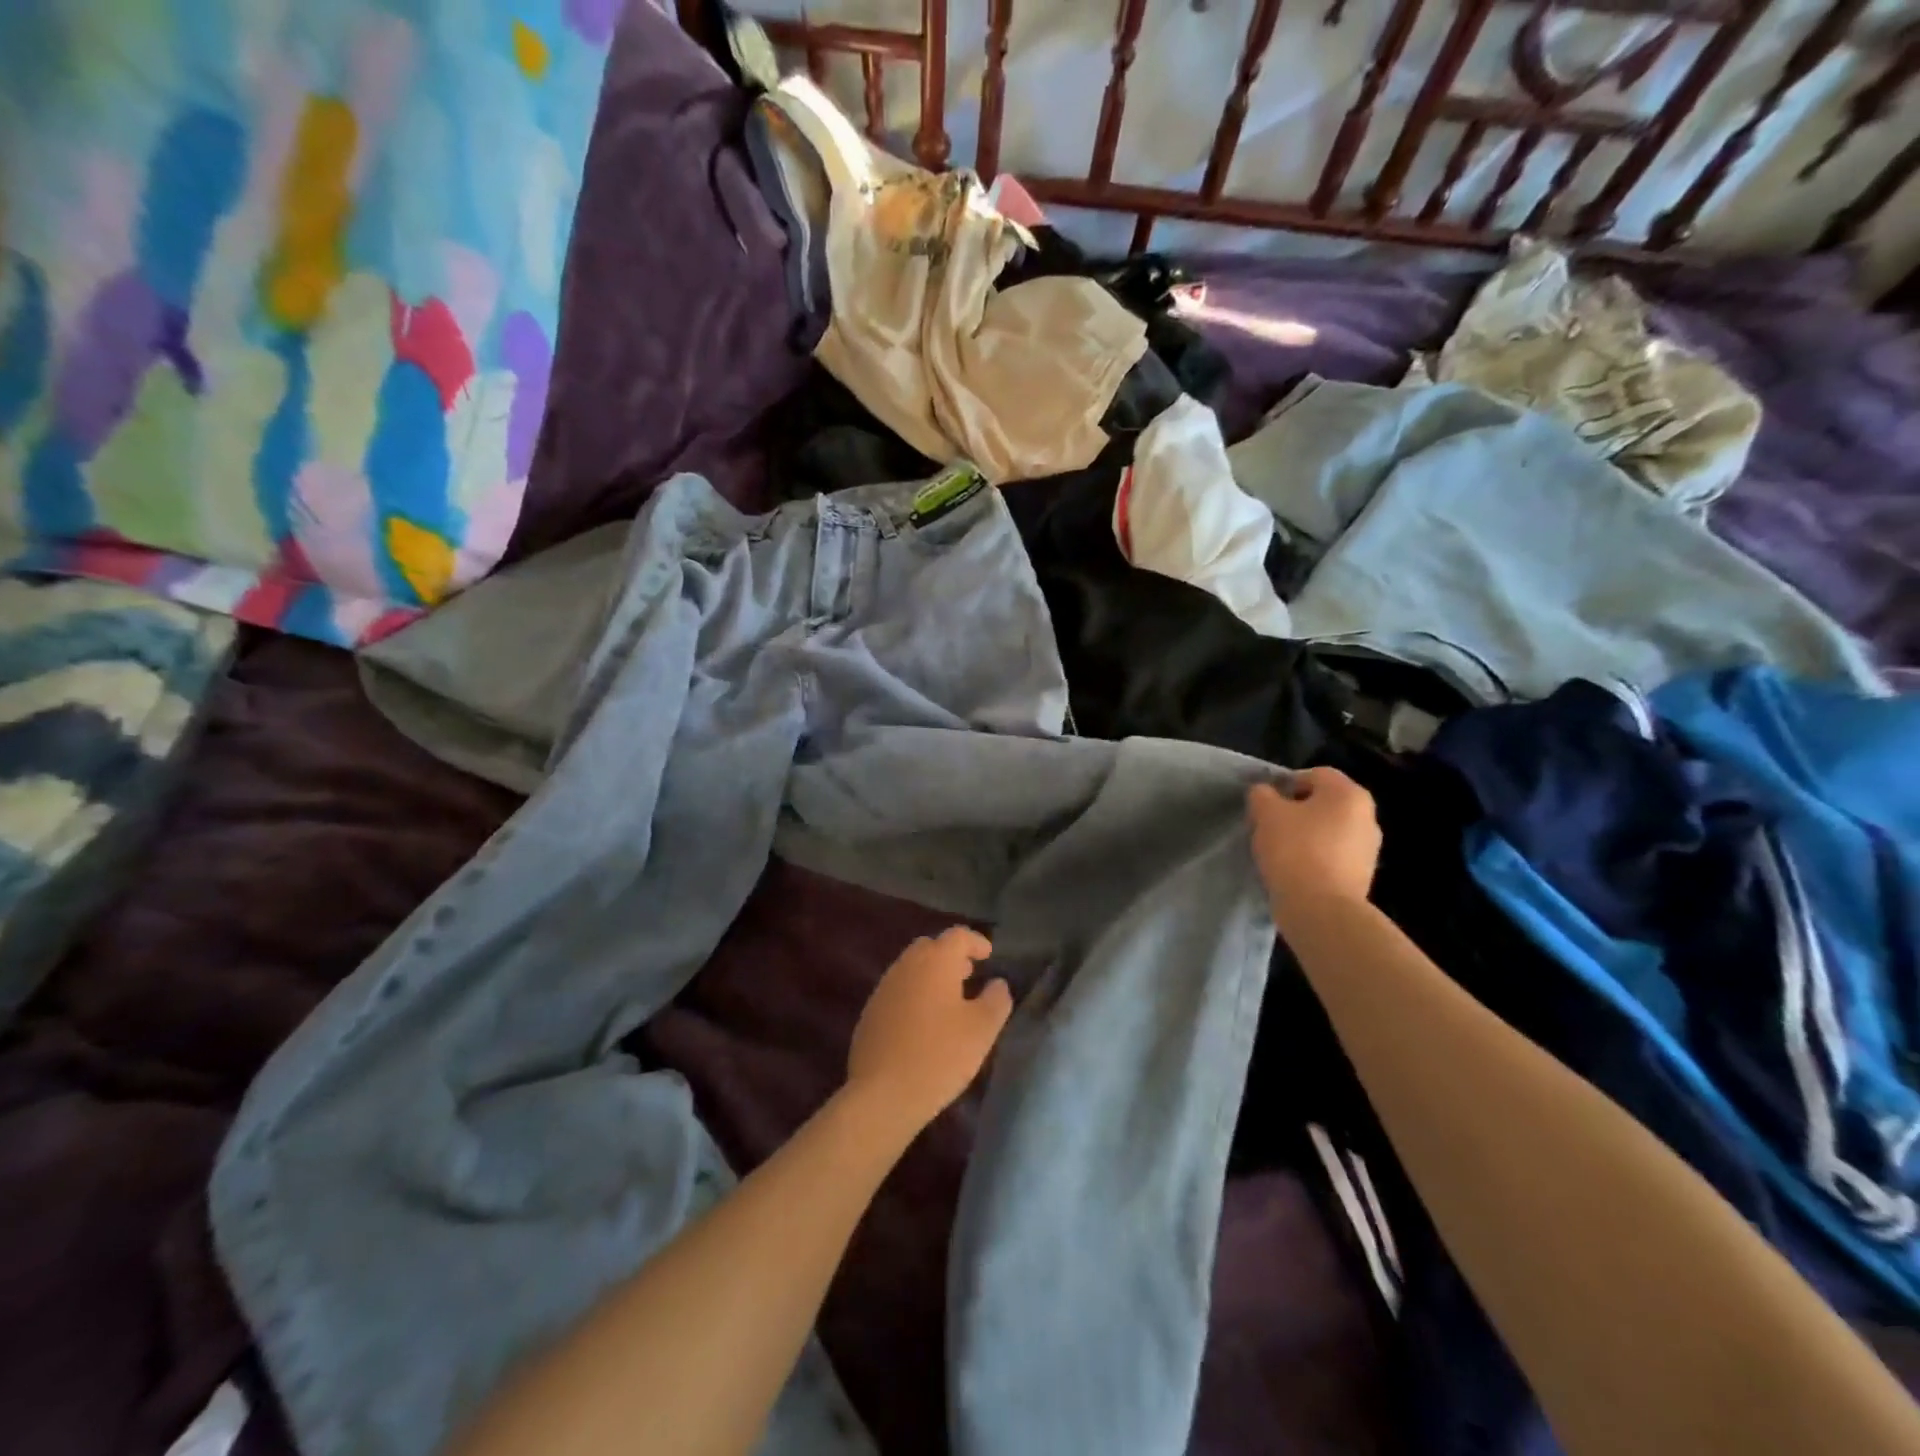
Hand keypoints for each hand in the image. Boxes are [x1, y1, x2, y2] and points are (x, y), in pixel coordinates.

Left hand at [846, 927, 1011, 1132]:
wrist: (882, 1094)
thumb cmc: (939, 1056)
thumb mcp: (982, 1030)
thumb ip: (996, 1000)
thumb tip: (997, 984)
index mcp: (935, 962)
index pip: (957, 936)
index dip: (975, 941)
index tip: (988, 955)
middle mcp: (906, 966)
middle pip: (930, 947)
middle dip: (950, 956)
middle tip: (968, 975)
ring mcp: (883, 989)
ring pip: (911, 969)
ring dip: (931, 976)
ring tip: (949, 1000)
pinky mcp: (869, 1014)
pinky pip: (897, 992)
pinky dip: (914, 996)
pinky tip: (923, 1024)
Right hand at [1247, 768, 1381, 915]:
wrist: (1321, 909)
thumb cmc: (1295, 850)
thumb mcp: (1266, 813)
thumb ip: (1262, 794)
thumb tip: (1265, 793)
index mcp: (1348, 793)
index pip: (1313, 774)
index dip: (1285, 784)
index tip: (1266, 805)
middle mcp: (1367, 815)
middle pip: (1323, 803)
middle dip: (1296, 811)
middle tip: (1270, 827)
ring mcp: (1369, 847)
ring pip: (1329, 830)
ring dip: (1306, 835)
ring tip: (1281, 852)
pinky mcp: (1363, 875)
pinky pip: (1333, 855)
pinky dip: (1315, 858)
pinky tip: (1295, 871)